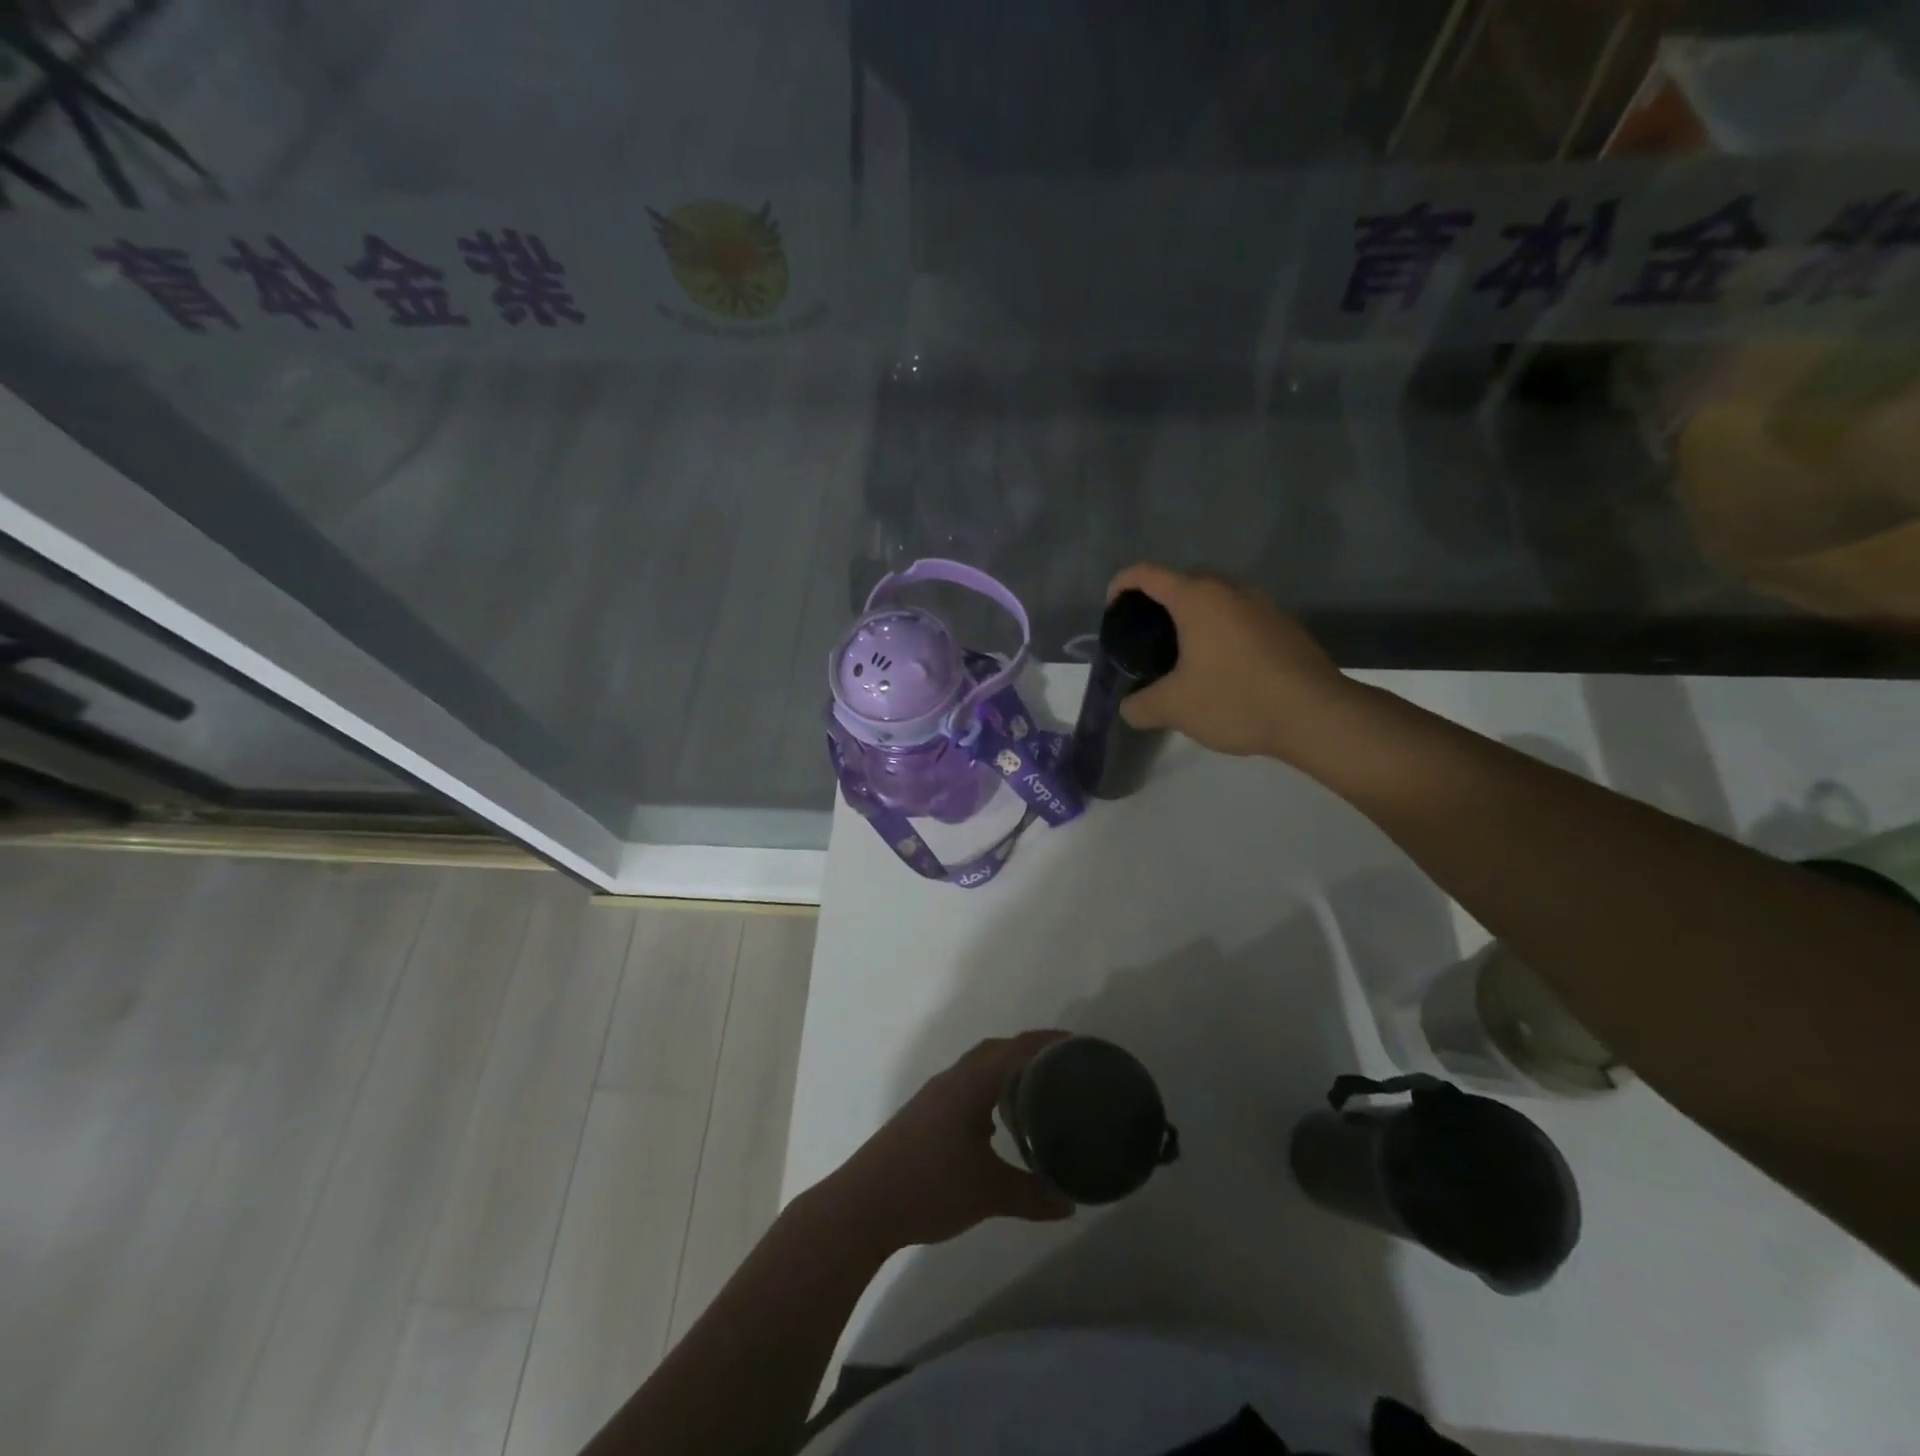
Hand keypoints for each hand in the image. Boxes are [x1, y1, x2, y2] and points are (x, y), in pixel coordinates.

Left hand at [824, 1031, 1075, 1251]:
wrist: (864, 1204)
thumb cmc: (930, 1187)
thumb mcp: (989, 1194)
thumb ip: (1032, 1195)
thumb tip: (1070, 1202)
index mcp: (970, 1084)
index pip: (1014, 1048)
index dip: (1046, 1042)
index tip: (1077, 1044)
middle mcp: (952, 1080)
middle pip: (995, 1050)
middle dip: (1028, 1051)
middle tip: (1062, 1067)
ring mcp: (934, 1096)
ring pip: (977, 1069)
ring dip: (1004, 1071)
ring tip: (1034, 1092)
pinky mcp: (923, 1114)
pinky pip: (964, 1087)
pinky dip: (986, 1091)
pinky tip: (995, 1125)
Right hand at [1106, 563, 1352, 763]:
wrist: (1316, 715)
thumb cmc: (1236, 699)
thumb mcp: (1174, 708)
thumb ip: (1140, 705)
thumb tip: (1129, 707)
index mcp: (1197, 598)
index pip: (1147, 574)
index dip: (1121, 585)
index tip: (1111, 610)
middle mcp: (1231, 590)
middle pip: (1183, 582)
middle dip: (1158, 603)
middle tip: (1144, 638)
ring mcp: (1263, 605)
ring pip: (1216, 600)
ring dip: (1193, 618)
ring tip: (1180, 655)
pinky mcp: (1285, 627)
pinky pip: (1240, 618)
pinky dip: (1220, 632)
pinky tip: (1219, 669)